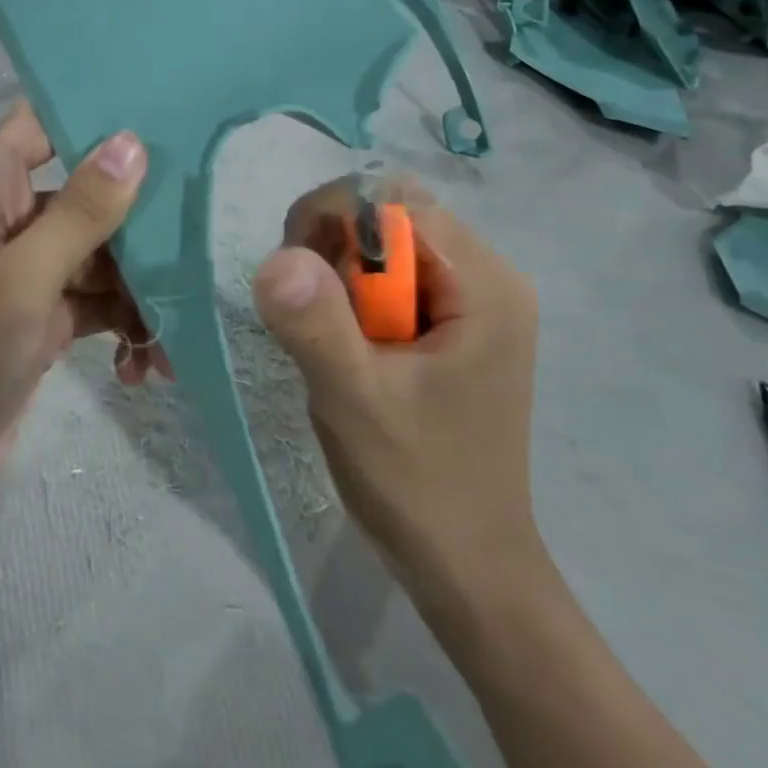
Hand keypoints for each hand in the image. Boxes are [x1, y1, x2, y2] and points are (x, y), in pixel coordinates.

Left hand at [0, 102, 162, 550]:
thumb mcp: (19, 282)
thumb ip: (79, 214)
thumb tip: (132, 141)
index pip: (41, 123)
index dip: (95, 113)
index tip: (167, 115)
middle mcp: (7, 224)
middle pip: (88, 194)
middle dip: (140, 220)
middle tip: (197, 246)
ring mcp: (26, 277)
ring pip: (102, 256)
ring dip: (141, 290)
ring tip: (170, 335)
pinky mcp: (41, 325)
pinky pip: (97, 307)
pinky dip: (124, 328)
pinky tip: (144, 368)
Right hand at [251, 174, 542, 599]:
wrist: (466, 565)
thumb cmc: (418, 484)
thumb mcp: (354, 403)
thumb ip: (316, 326)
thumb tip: (277, 256)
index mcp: (485, 286)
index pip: (397, 202)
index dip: (335, 218)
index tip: (293, 270)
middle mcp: (490, 280)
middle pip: (393, 218)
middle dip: (333, 248)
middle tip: (304, 309)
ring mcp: (475, 305)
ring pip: (387, 248)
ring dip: (339, 277)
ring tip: (326, 337)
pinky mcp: (456, 329)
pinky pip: (393, 282)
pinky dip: (354, 300)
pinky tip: (347, 348)